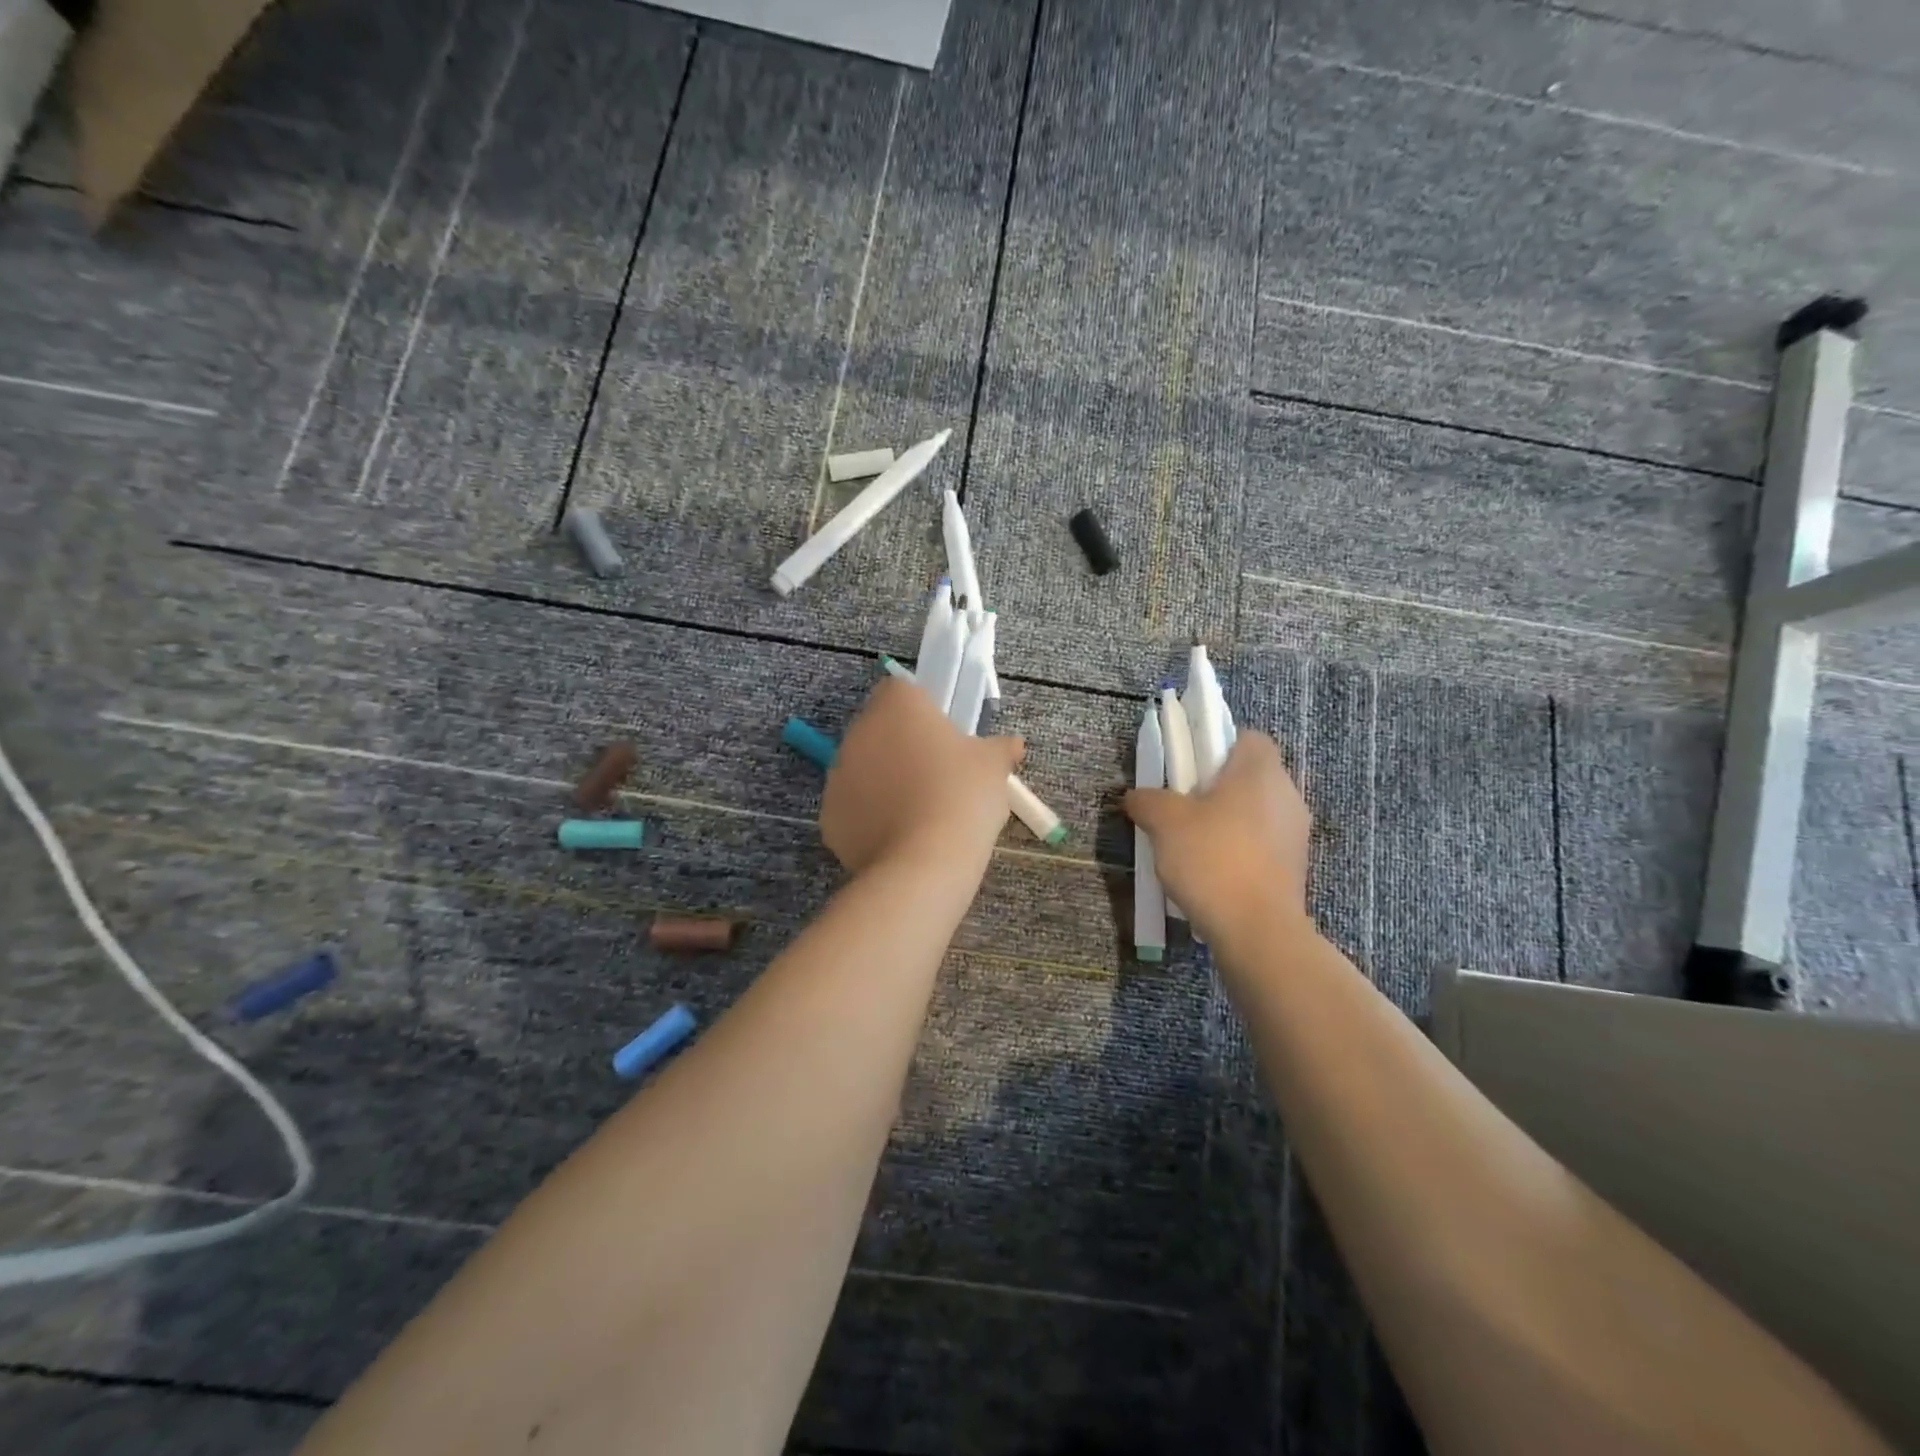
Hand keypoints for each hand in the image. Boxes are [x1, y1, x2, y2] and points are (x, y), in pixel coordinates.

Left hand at [821, 678, 1025, 875]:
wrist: (924, 862)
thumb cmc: (962, 796)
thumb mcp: (993, 766)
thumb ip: (1000, 748)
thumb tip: (1011, 745)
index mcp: (897, 706)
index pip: (900, 689)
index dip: (921, 710)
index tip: (943, 736)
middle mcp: (859, 731)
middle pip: (879, 728)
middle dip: (901, 745)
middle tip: (936, 774)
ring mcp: (838, 774)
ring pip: (863, 767)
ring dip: (884, 780)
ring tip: (918, 811)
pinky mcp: (829, 815)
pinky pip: (854, 806)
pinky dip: (871, 816)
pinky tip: (899, 836)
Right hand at [1124, 731, 1311, 944]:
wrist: (1257, 929)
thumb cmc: (1212, 858)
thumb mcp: (1164, 822)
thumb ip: (1147, 800)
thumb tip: (1135, 796)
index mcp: (1260, 770)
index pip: (1247, 737)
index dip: (1216, 745)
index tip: (1188, 768)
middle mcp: (1287, 794)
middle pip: (1249, 775)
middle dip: (1216, 786)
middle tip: (1181, 805)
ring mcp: (1296, 833)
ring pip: (1255, 811)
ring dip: (1226, 820)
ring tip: (1192, 844)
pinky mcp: (1295, 866)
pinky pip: (1261, 842)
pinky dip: (1238, 848)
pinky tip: (1211, 871)